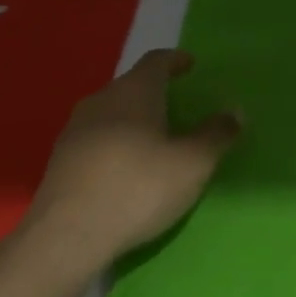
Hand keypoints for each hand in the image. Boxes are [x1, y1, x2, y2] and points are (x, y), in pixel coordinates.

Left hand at [22, 50, 239, 267]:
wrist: (67, 236)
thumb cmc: (138, 188)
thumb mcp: (192, 164)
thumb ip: (216, 134)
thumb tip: (235, 111)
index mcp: (134, 91)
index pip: (156, 61)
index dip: (176, 60)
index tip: (190, 65)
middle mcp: (101, 100)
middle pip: (132, 86)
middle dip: (156, 93)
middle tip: (179, 108)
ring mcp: (75, 130)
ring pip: (112, 113)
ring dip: (134, 120)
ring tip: (155, 140)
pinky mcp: (61, 161)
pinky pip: (97, 139)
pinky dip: (117, 144)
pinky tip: (127, 169)